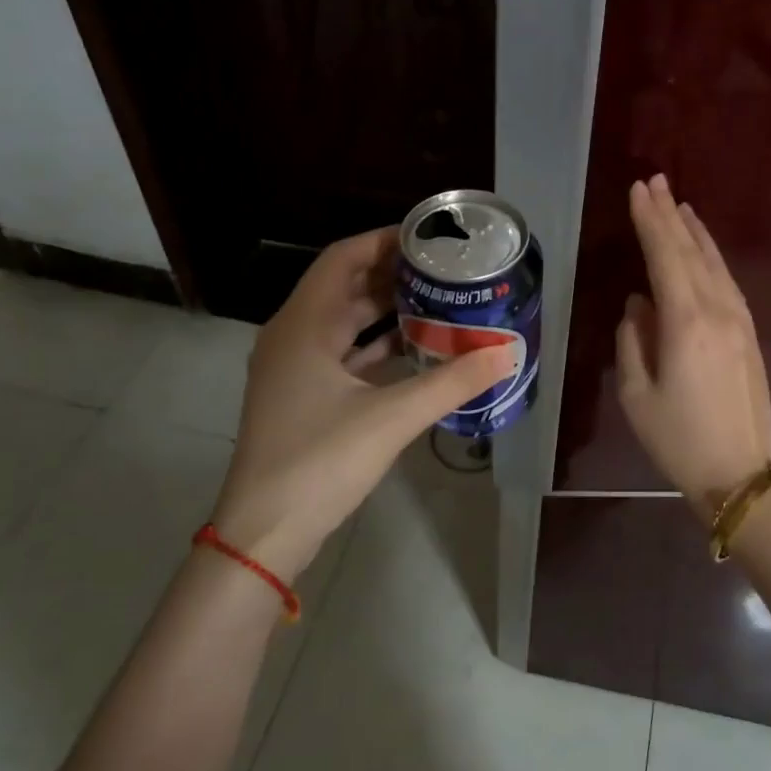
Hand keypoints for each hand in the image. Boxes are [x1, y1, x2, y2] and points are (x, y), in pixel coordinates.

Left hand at [211, 227, 515, 577]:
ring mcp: (294, 369)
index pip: (343, 258)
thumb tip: (506, 354)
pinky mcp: (303, 397)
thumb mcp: (391, 418)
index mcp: (303, 325)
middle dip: (392, 274)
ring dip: (386, 310)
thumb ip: (451, 382)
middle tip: (443, 269)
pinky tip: (415, 349)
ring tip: (438, 300)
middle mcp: (293, 336)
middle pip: (344, 287)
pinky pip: (343, 355)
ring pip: (344, 323)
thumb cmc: (320, 462)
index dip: (384, 241)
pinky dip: (376, 346)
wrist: (265, 533)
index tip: (429, 238)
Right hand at [617, 175, 770, 516]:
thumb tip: (639, 305)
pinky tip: (703, 249)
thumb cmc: (677, 439)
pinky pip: (727, 281)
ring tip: (677, 204)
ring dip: (694, 231)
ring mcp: (740, 320)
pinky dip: (711, 257)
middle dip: (670, 215)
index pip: (665, 257)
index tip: (638, 190)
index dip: (650, 221)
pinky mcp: (749, 334)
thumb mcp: (636, 393)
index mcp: (686, 323)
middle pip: (692, 251)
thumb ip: (633, 340)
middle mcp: (717, 311)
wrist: (740, 474)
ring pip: (714, 263)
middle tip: (655, 181)